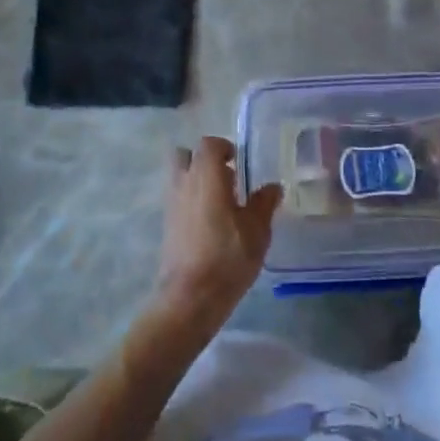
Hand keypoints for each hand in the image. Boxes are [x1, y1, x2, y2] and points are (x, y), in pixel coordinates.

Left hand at [153, 136, 281, 331]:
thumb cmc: (227, 257)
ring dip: (196, 179)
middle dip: (204, 160)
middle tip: (227, 177)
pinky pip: (177, 198)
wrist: (190, 296)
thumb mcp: (257, 231)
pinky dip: (191, 200)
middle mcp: (184, 183)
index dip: (224, 147)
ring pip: (179, 176)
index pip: (208, 144)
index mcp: (206, 176)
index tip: (239, 161)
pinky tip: (211, 222)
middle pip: (186, 155)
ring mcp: (171, 203)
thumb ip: (264, 203)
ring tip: (221, 201)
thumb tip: (272, 187)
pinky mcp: (166, 224)